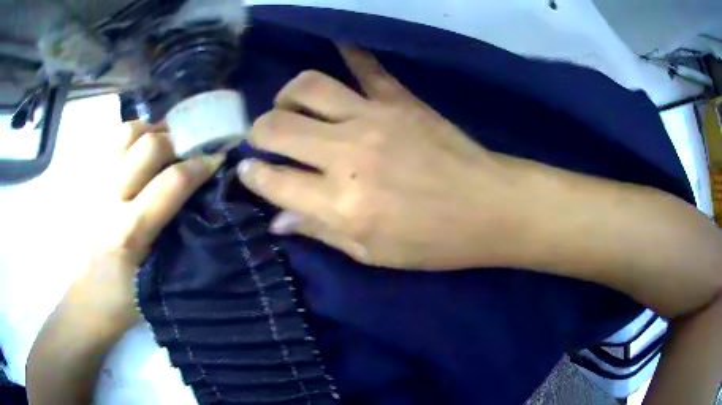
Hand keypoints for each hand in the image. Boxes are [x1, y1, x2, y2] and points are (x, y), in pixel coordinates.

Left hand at [70, 121, 224, 335]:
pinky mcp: (87, 182)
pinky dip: (134, 137)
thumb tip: (202, 200)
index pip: (171, 182)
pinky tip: (143, 153)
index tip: (217, 159)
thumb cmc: (124, 300)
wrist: (87, 299)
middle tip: (192, 149)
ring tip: (166, 143)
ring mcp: (94, 185)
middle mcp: (108, 199)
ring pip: (127, 133)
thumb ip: (176, 237)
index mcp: (128, 232)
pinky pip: (114, 141)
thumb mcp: (158, 278)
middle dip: (178, 139)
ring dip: (153, 130)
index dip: (200, 165)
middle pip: (148, 144)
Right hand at [239, 47, 529, 269]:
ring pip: (309, 86)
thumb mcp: (371, 253)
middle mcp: (347, 154)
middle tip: (263, 139)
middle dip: (257, 131)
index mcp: (340, 203)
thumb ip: (319, 231)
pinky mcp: (400, 100)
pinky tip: (338, 47)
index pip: (272, 179)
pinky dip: (350, 53)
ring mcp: (374, 118)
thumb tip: (276, 219)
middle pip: (277, 126)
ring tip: (291, 107)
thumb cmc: (433, 243)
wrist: (489, 208)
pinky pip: (367, 66)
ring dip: (288, 95)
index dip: (250, 175)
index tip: (246, 171)